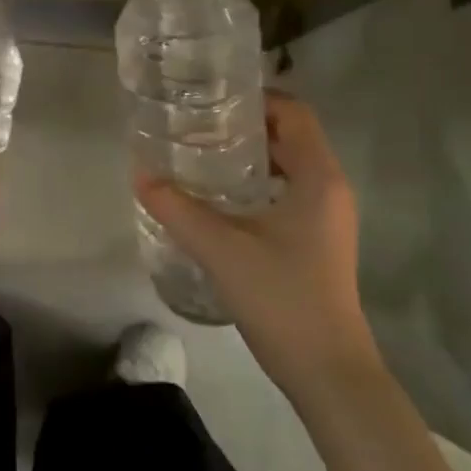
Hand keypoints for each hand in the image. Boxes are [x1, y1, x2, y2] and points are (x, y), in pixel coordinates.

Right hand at [135, 92, 377, 397]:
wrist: (329, 373)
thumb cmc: (282, 299)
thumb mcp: (221, 249)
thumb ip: (177, 208)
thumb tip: (140, 174)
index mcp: (318, 178)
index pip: (293, 112)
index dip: (256, 97)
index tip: (212, 98)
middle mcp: (330, 188)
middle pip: (291, 135)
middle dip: (246, 124)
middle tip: (197, 123)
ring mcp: (327, 217)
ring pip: (289, 164)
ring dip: (251, 154)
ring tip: (202, 153)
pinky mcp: (319, 240)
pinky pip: (289, 191)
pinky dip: (258, 182)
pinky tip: (222, 198)